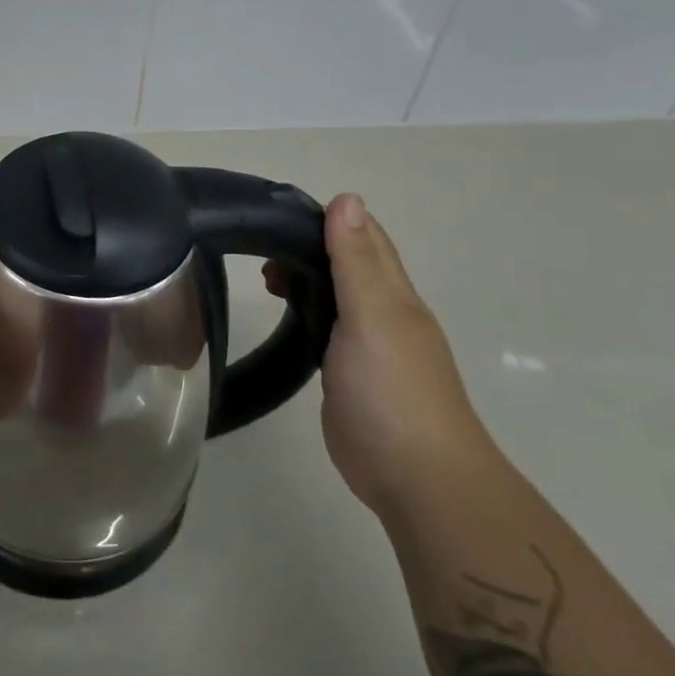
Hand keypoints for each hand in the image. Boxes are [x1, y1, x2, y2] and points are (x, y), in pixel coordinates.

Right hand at [267, 194, 495, 517]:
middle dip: (308, 247)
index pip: (365, 237)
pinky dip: (305, 312)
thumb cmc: (393, 389)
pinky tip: (286, 317)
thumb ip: (356, 260)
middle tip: (259, 248)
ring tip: (264, 278)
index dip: (329, 218)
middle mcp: (383, 313)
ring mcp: (367, 347)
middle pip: (348, 264)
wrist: (415, 476)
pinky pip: (326, 330)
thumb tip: (346, 198)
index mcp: (393, 293)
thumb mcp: (372, 315)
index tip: (279, 211)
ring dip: (305, 279)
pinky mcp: (348, 375)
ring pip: (336, 296)